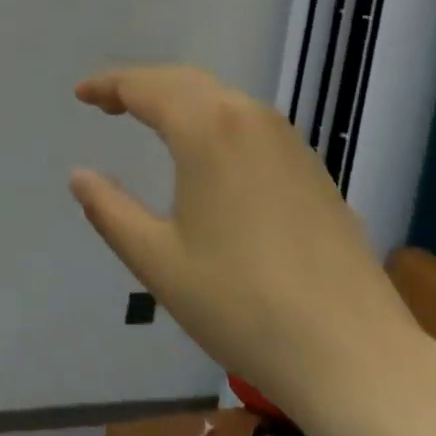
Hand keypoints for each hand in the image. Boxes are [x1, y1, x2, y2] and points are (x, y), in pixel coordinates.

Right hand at [70, 66, 424, 435]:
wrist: (355, 354)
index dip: (108, 85)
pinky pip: (249, 122)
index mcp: (207, 129)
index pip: (146, 86)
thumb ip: (110, 210)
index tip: (81, 94)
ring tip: (149, 119)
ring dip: (179, 100)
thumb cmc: (242, 306)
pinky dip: (213, 119)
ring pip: (221, 98)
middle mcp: (249, 117)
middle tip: (107, 103)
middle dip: (141, 85)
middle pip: (184, 82)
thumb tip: (80, 175)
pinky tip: (207, 151)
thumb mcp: (158, 261)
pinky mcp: (311, 167)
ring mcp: (288, 140)